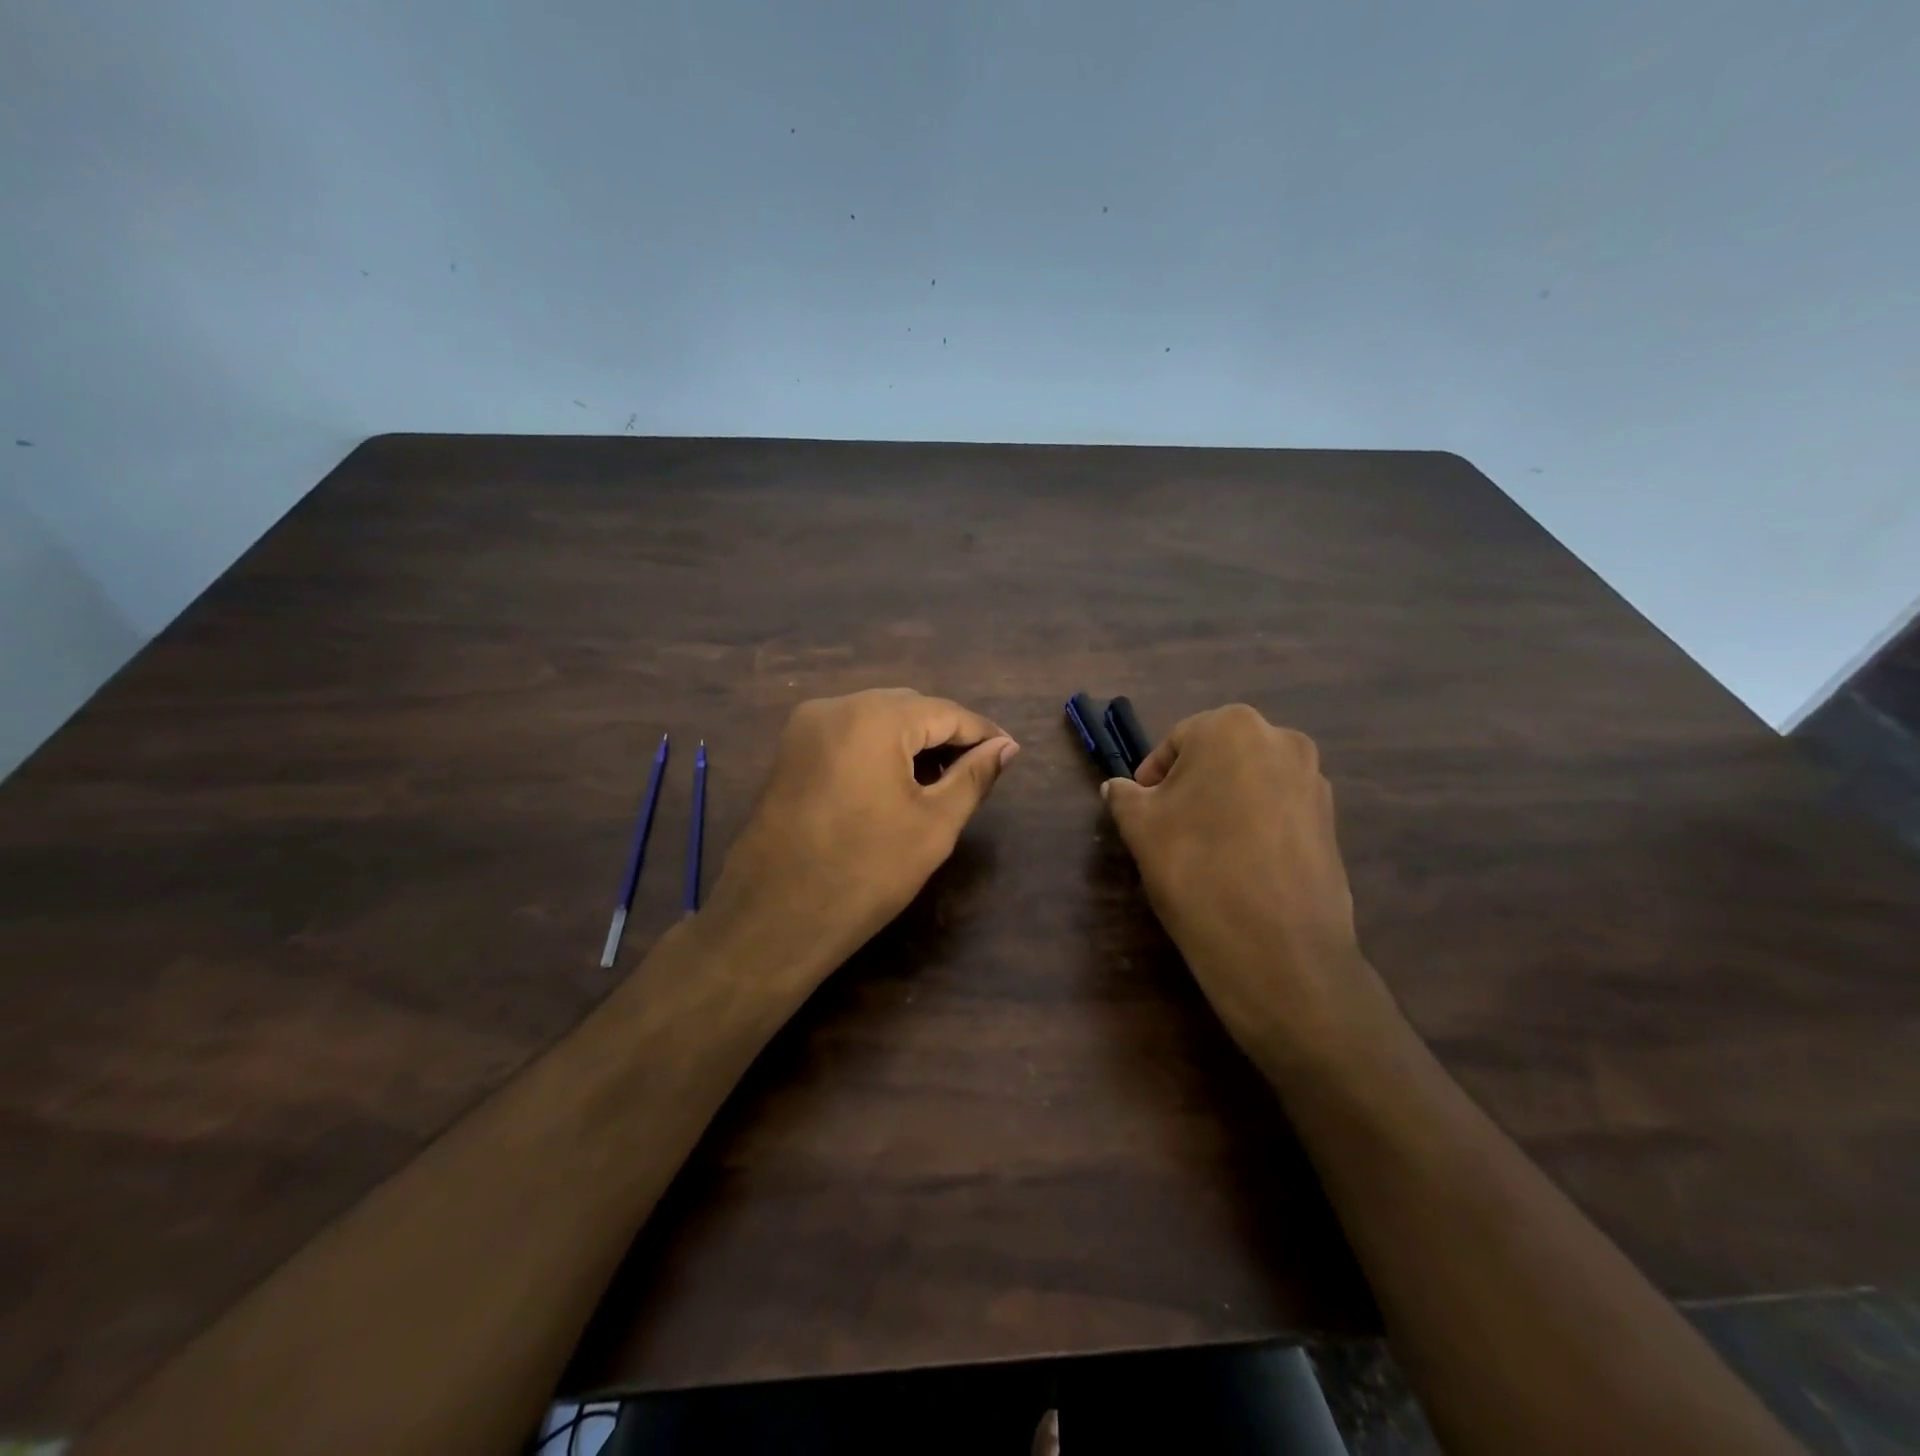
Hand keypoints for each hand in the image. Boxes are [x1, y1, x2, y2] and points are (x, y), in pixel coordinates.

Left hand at [705, 688, 1019, 979]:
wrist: (773, 920)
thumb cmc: (865, 873)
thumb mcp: (933, 825)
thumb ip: (973, 777)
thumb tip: (1006, 748)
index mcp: (873, 717)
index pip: (945, 711)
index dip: (982, 733)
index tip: (1011, 753)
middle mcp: (834, 706)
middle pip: (909, 708)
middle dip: (946, 735)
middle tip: (979, 771)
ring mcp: (805, 727)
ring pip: (877, 719)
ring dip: (913, 742)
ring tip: (943, 781)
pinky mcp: (791, 752)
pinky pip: (849, 735)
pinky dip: (879, 750)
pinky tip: (898, 783)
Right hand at [1103, 705, 1386, 1069]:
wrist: (1276, 947)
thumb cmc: (1195, 868)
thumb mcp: (1139, 827)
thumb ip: (1124, 796)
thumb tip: (1117, 788)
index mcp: (1232, 727)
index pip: (1177, 742)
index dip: (1152, 778)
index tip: (1142, 813)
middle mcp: (1282, 740)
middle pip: (1218, 758)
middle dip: (1191, 788)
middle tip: (1170, 830)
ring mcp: (1315, 782)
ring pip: (1251, 784)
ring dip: (1225, 806)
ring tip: (1206, 852)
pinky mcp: (1332, 823)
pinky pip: (1279, 812)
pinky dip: (1256, 828)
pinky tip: (1241, 867)